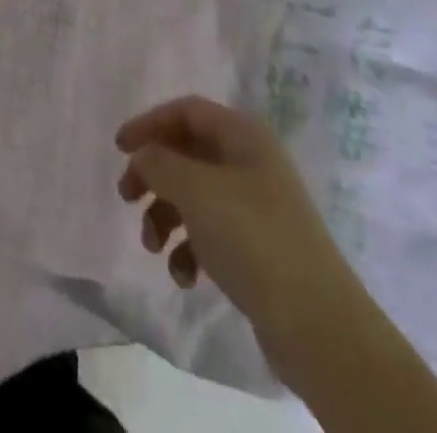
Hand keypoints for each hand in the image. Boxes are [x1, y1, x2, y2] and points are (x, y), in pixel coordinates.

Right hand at [116, 97, 332, 336]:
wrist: (318, 326)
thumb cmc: (253, 238)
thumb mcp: (196, 190)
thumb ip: (159, 163)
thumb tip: (143, 155)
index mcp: (243, 135)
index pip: (186, 111)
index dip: (149, 123)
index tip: (119, 148)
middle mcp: (251, 162)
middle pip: (187, 152)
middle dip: (154, 174)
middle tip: (127, 197)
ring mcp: (256, 206)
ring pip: (194, 195)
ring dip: (166, 216)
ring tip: (153, 247)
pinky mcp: (257, 248)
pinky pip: (211, 233)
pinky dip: (189, 249)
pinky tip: (185, 276)